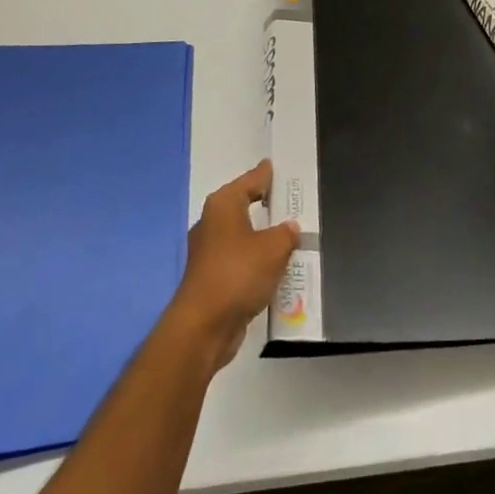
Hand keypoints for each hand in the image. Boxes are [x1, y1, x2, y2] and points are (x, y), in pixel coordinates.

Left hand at [171, 159, 299, 369]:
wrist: (204, 327)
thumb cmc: (238, 273)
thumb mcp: (274, 248)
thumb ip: (286, 233)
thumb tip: (289, 228)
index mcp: (223, 205)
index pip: (250, 180)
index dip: (265, 174)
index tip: (277, 166)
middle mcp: (212, 223)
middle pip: (244, 206)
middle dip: (266, 205)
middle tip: (291, 201)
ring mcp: (209, 252)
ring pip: (243, 236)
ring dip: (262, 237)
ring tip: (290, 235)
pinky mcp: (211, 278)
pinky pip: (240, 260)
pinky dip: (256, 261)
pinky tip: (275, 266)